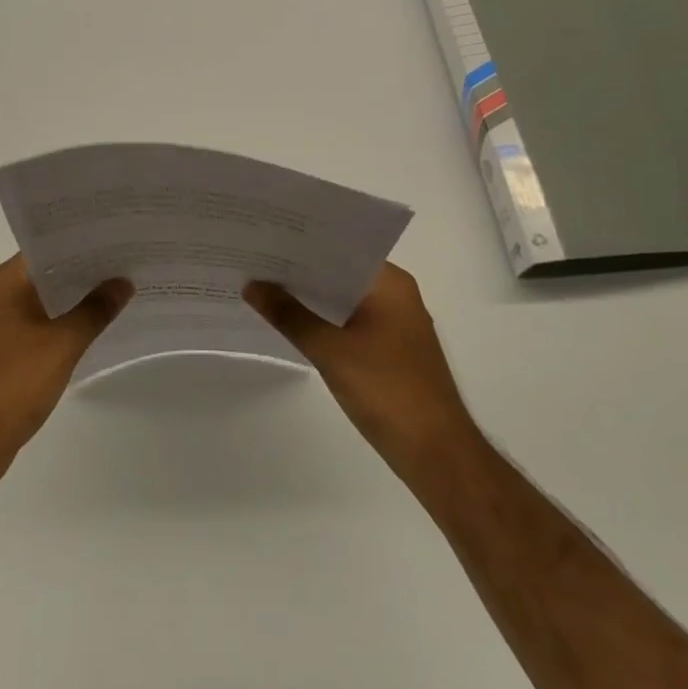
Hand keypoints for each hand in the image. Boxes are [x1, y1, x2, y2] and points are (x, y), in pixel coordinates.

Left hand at [0, 256, 132, 493]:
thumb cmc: (11, 383)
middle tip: (130, 259)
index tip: (117, 235)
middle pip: (48, 272)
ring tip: (121, 288)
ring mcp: (0, 325)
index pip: (48, 246)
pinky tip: (96, 326)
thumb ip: (94, 310)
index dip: (82, 239)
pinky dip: (66, 322)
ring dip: (77, 297)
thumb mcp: (61, 344)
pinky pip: (42, 325)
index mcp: (5, 282)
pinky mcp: (5, 353)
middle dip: (86, 269)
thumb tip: (122, 281)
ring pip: (46, 300)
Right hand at [244, 263, 477, 471]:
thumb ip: (289, 315)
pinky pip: (348, 320)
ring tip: (261, 285)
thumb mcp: (330, 350)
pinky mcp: (388, 349)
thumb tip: (251, 285)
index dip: (301, 242)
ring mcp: (394, 323)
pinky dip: (322, 319)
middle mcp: (395, 295)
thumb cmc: (387, 390)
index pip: (340, 247)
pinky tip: (289, 321)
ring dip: (309, 296)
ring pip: (342, 298)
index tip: (264, 236)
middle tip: (253, 259)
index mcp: (389, 283)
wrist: (435, 452)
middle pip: (339, 271)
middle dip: (299, 269)